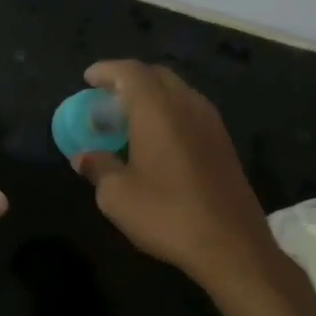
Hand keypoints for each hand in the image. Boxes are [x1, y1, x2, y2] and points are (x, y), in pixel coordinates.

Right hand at [73, 61, 293, 298]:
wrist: (231, 245)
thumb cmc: (167, 214)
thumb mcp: (117, 196)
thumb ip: (98, 168)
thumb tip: (84, 157)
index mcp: (158, 109)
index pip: (130, 72)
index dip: (106, 70)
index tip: (88, 79)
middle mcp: (188, 105)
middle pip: (156, 75)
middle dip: (129, 80)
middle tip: (106, 98)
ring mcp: (211, 123)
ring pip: (177, 92)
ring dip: (151, 96)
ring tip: (129, 118)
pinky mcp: (224, 143)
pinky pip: (190, 111)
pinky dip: (169, 113)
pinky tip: (157, 139)